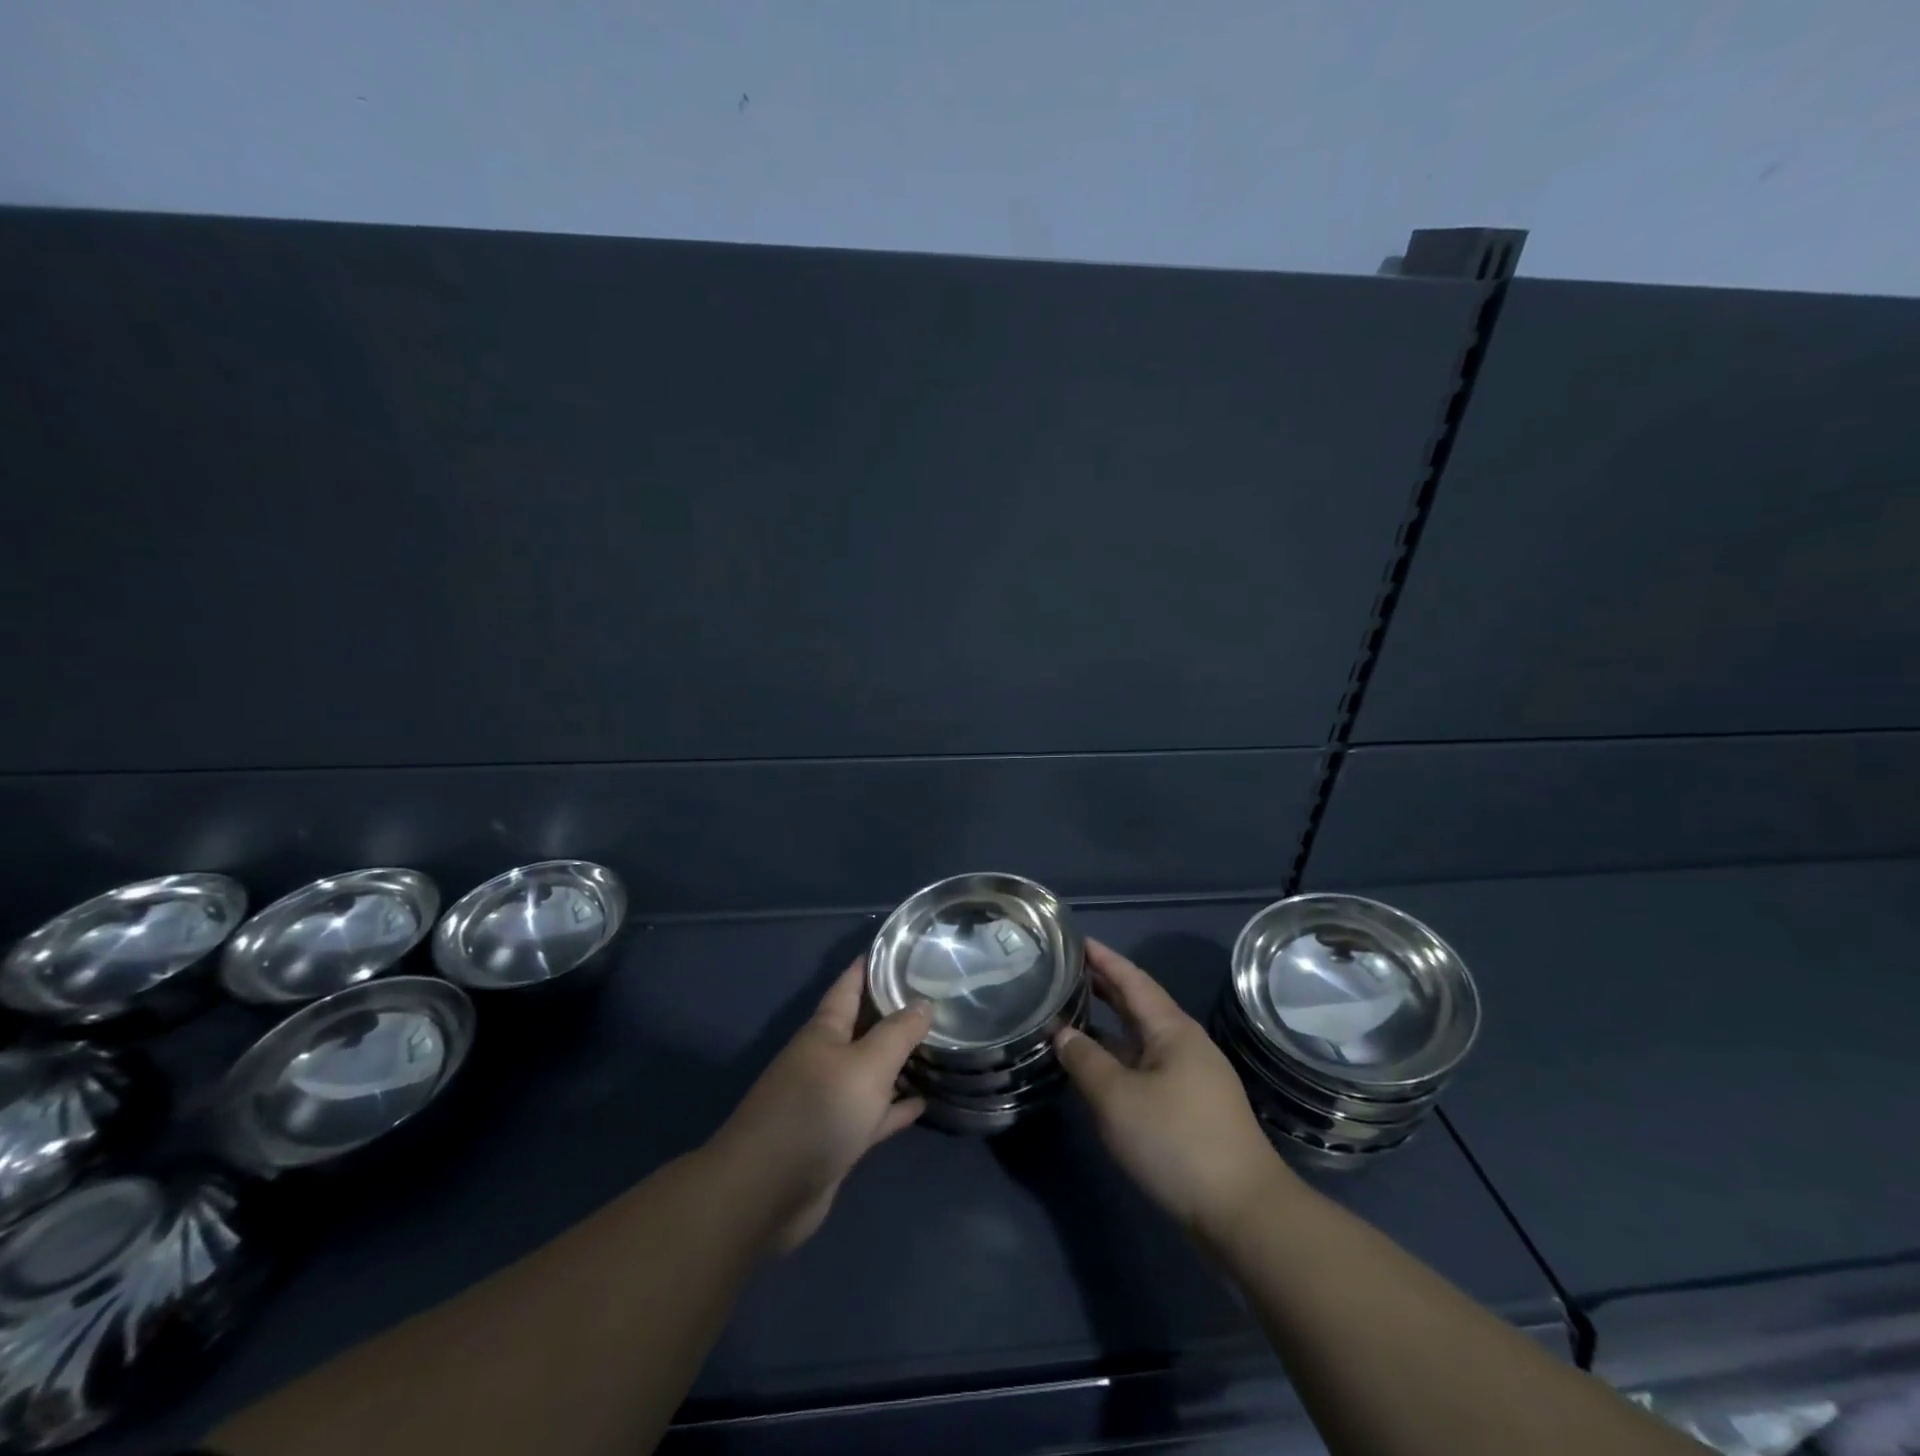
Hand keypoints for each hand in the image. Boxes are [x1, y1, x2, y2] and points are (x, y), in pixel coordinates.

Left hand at [709, 960, 931, 1253]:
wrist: (766, 1192)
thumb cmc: (817, 1112)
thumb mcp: (866, 1065)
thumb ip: (898, 1033)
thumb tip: (924, 1002)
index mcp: (825, 1031)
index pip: (850, 984)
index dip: (871, 965)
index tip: (901, 948)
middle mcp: (826, 1059)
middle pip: (864, 1026)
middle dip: (894, 1011)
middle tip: (936, 995)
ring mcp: (830, 1100)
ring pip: (871, 1071)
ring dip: (899, 1060)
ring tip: (938, 1044)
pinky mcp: (836, 1138)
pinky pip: (873, 1114)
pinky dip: (896, 1107)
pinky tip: (923, 1102)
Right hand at [1056, 940, 1295, 1239]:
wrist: (1243, 1214)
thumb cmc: (1176, 1142)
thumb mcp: (1117, 1099)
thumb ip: (1084, 1060)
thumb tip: (1062, 1032)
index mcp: (1173, 1030)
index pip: (1132, 981)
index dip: (1104, 959)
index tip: (1076, 940)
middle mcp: (1184, 1045)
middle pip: (1139, 1006)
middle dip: (1104, 988)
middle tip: (1066, 972)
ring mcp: (1191, 1078)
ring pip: (1142, 1040)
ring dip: (1109, 1026)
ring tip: (1072, 1015)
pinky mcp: (1190, 1109)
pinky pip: (1146, 1067)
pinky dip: (1119, 1058)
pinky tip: (1098, 1069)